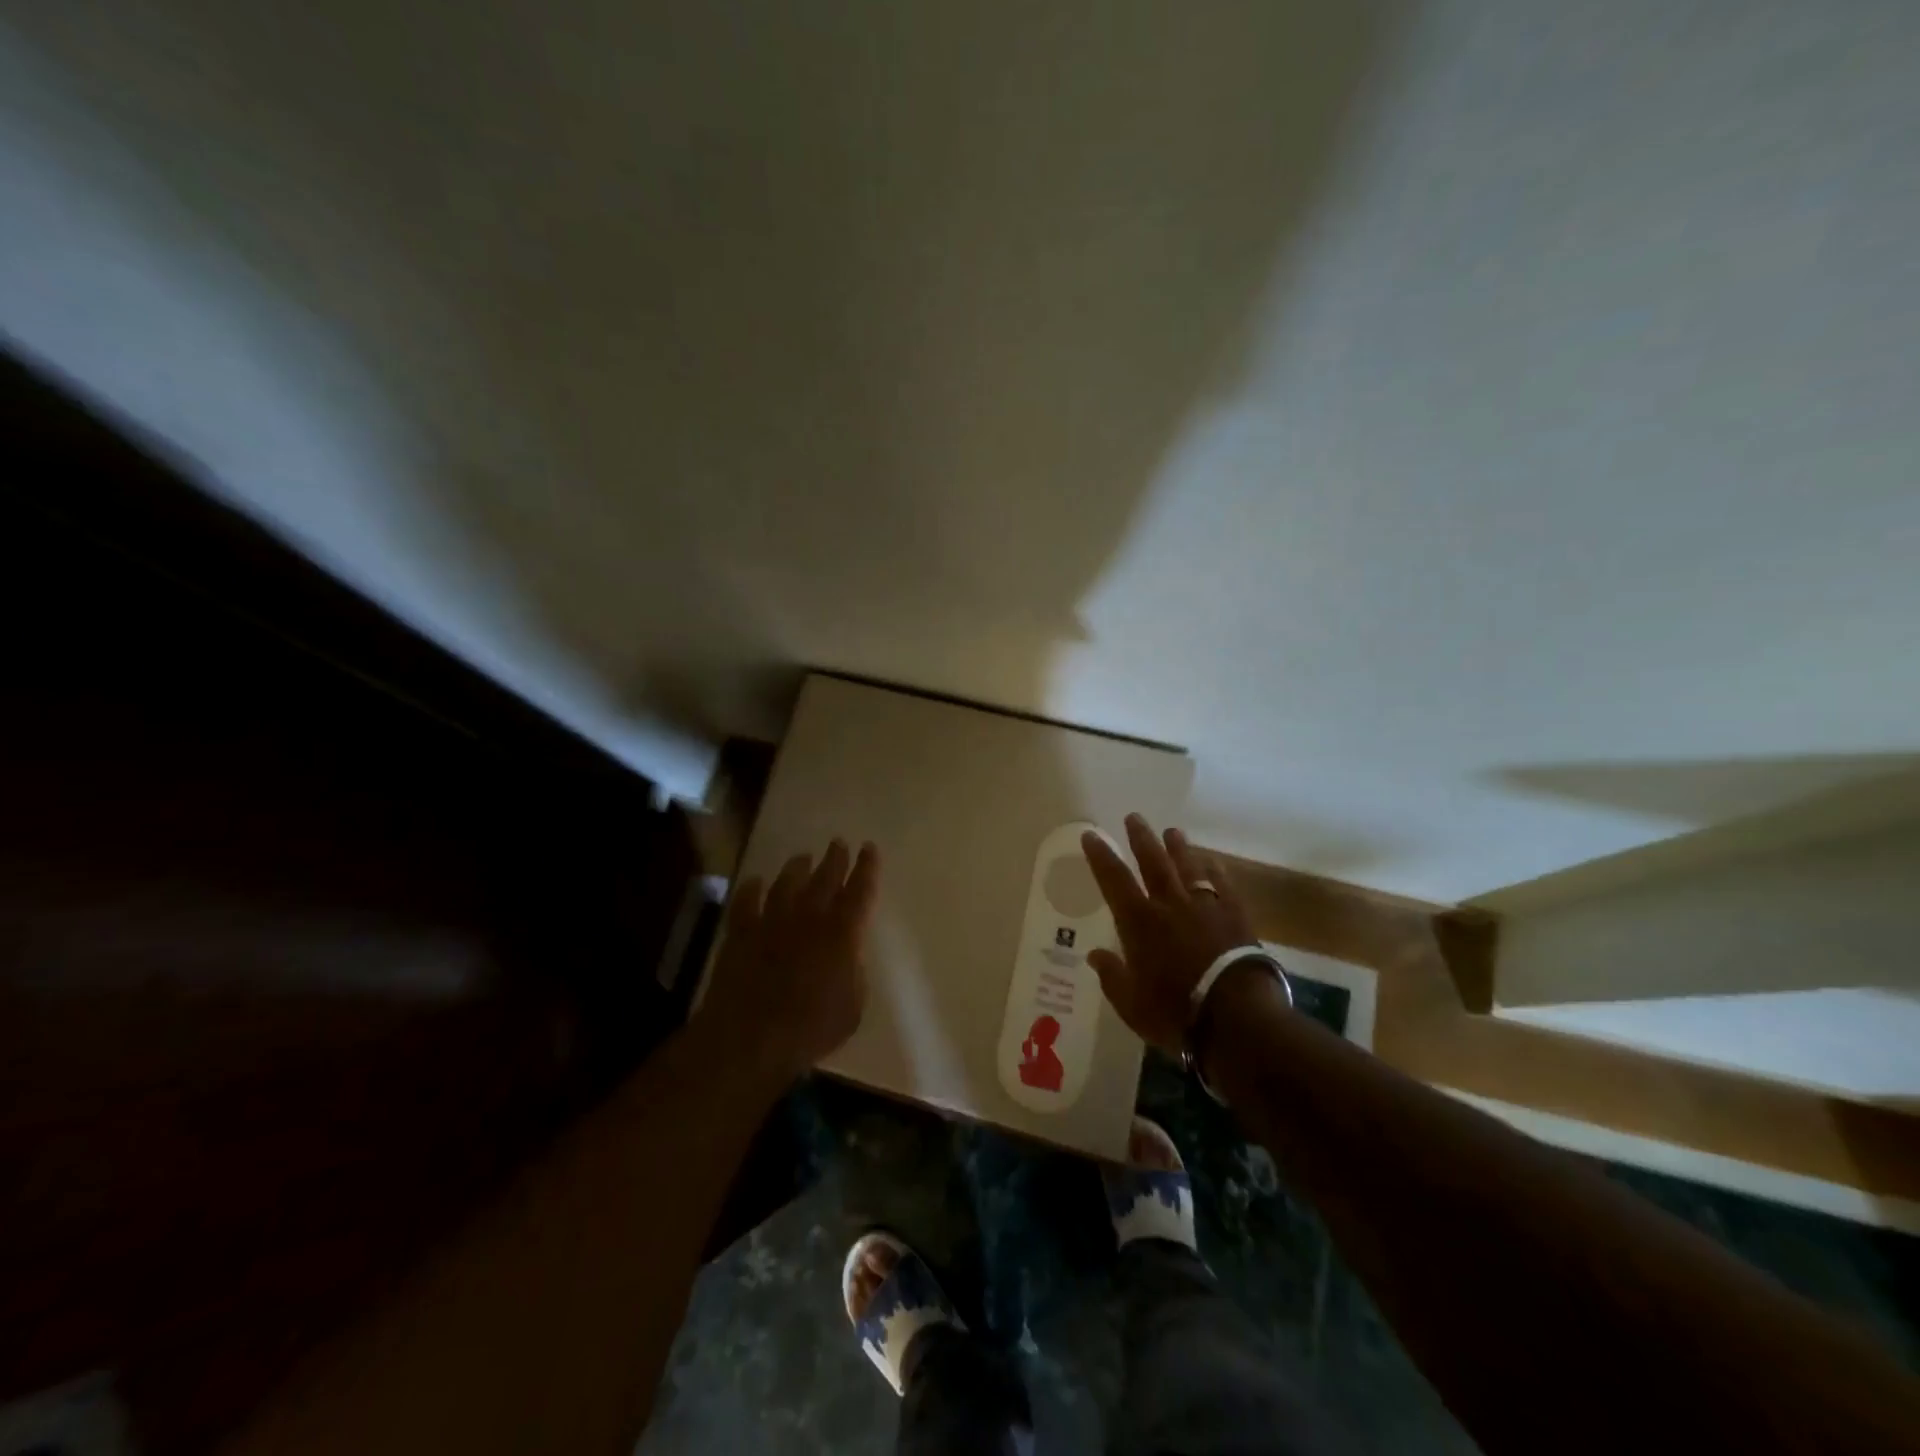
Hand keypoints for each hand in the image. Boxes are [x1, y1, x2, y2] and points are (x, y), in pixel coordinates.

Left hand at [701, 839, 880, 1081]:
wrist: (751, 1037)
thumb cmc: (810, 1029)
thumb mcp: (852, 1009)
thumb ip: (854, 976)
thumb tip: (849, 958)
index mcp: (842, 933)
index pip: (860, 891)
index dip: (867, 868)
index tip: (869, 848)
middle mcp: (809, 918)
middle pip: (825, 878)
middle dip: (835, 859)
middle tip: (838, 843)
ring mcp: (772, 921)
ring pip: (787, 883)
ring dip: (797, 868)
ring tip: (802, 857)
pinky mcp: (741, 933)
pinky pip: (746, 902)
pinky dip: (751, 889)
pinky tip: (755, 882)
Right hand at [1080, 814, 1260, 1056]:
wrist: (1236, 1017)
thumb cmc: (1175, 1012)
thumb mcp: (1131, 1003)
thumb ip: (1112, 975)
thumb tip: (1095, 955)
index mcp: (1139, 922)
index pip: (1113, 880)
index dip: (1100, 856)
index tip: (1090, 835)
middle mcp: (1169, 905)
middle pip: (1153, 862)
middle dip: (1141, 838)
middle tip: (1134, 817)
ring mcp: (1205, 907)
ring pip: (1188, 867)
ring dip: (1179, 848)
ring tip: (1172, 832)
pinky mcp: (1235, 916)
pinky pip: (1223, 885)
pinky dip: (1215, 871)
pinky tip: (1212, 862)